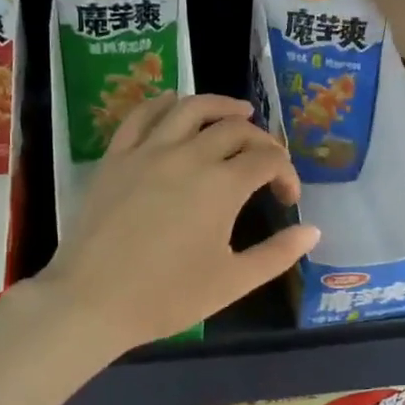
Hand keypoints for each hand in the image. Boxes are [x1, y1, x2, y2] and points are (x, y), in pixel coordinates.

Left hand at [41, 94, 319, 351]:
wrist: (92, 301)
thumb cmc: (167, 297)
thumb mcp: (232, 282)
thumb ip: (277, 254)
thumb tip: (312, 231)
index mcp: (222, 186)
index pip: (267, 160)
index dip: (286, 174)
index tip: (287, 199)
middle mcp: (189, 156)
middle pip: (234, 130)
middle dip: (261, 141)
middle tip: (267, 160)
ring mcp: (148, 152)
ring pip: (190, 108)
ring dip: (220, 105)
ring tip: (238, 112)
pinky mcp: (115, 157)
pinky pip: (141, 116)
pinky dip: (164, 103)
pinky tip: (175, 103)